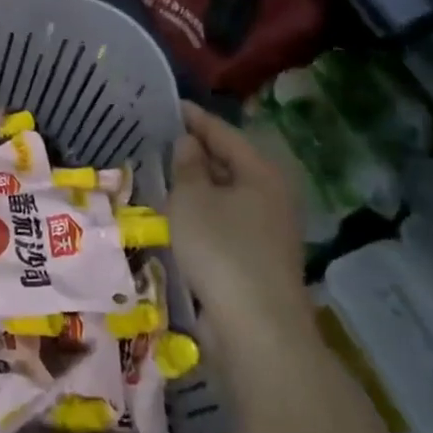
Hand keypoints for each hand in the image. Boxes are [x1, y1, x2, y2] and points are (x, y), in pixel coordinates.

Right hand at [168, 100, 311, 363]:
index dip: (193, 117)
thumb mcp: (191, 199)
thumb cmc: (221, 250)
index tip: (166, 105)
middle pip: (230, 161)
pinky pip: (227, 219)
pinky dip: (205, 211)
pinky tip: (181, 215)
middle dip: (197, 150)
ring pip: (228, 193)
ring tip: (164, 173)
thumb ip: (186, 166)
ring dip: (199, 184)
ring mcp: (270, 228)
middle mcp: (273, 195)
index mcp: (262, 172)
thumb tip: (188, 143)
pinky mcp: (260, 257)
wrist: (257, 328)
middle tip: (159, 139)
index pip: (223, 132)